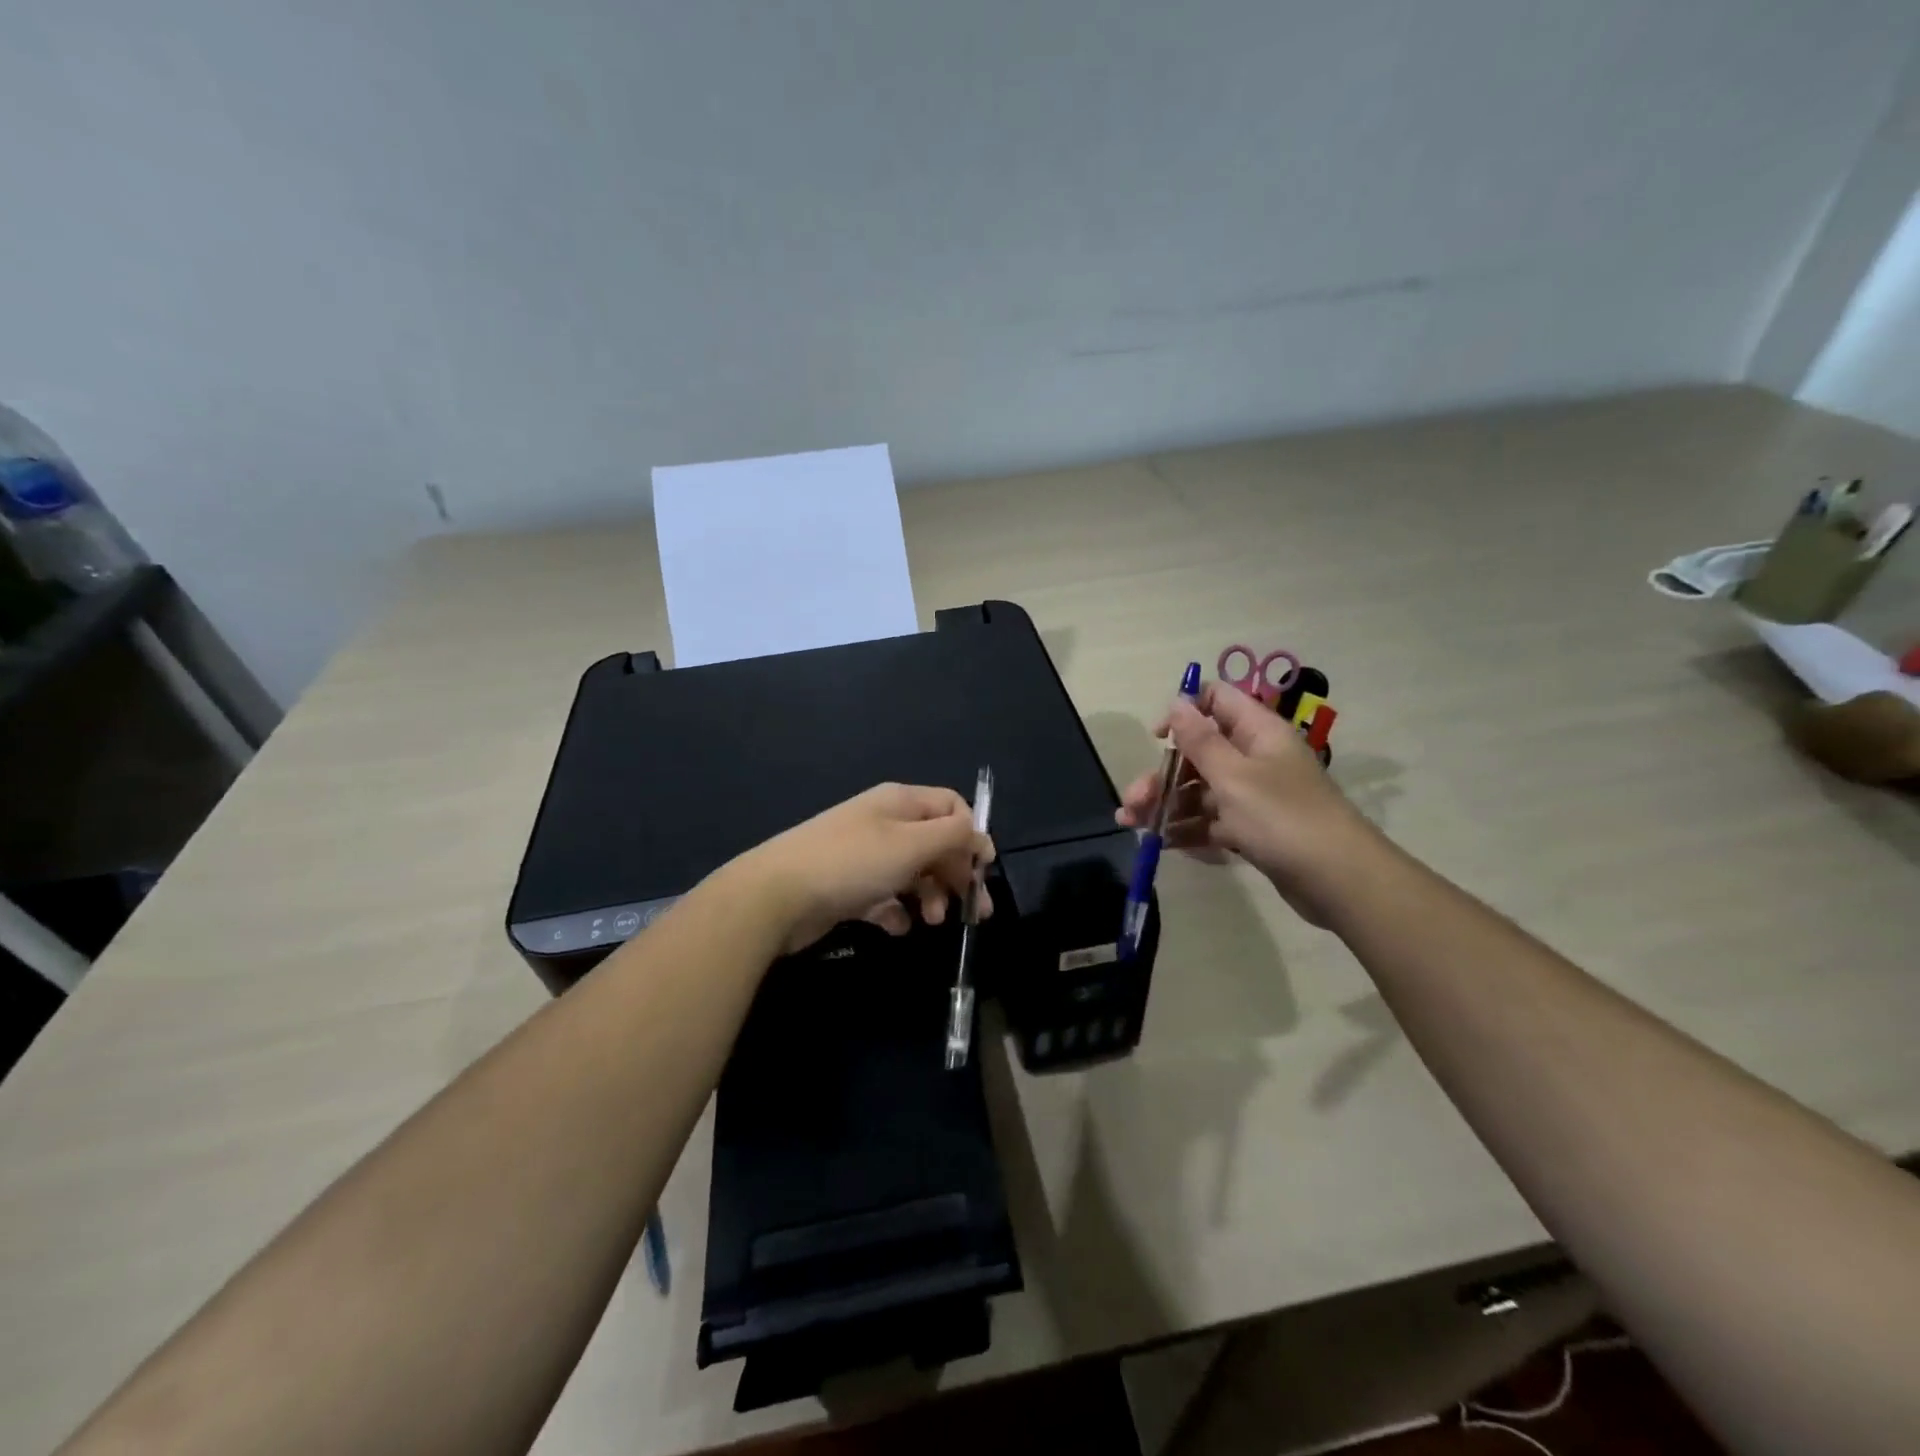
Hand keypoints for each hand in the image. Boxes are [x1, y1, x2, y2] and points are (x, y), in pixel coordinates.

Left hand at [735, 783, 994, 954]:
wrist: (776, 895)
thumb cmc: (852, 863)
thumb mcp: (911, 844)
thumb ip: (953, 836)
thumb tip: (980, 837)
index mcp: (900, 802)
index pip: (951, 807)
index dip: (971, 835)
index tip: (982, 870)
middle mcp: (884, 823)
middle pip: (935, 843)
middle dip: (957, 874)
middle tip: (975, 911)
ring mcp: (865, 855)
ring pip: (913, 872)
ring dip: (931, 896)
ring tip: (932, 921)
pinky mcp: (849, 887)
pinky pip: (885, 896)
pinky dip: (897, 911)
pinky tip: (897, 927)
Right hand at [1116, 679, 1379, 924]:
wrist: (1337, 881)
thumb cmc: (1283, 818)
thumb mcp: (1234, 776)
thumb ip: (1200, 740)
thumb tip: (1177, 702)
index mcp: (1257, 733)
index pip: (1218, 701)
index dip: (1185, 711)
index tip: (1157, 737)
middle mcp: (1255, 758)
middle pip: (1198, 754)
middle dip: (1162, 775)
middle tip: (1133, 801)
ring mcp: (1254, 796)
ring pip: (1200, 791)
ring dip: (1165, 805)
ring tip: (1134, 825)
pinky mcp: (1252, 830)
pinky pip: (1211, 821)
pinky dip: (1187, 829)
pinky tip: (1163, 843)